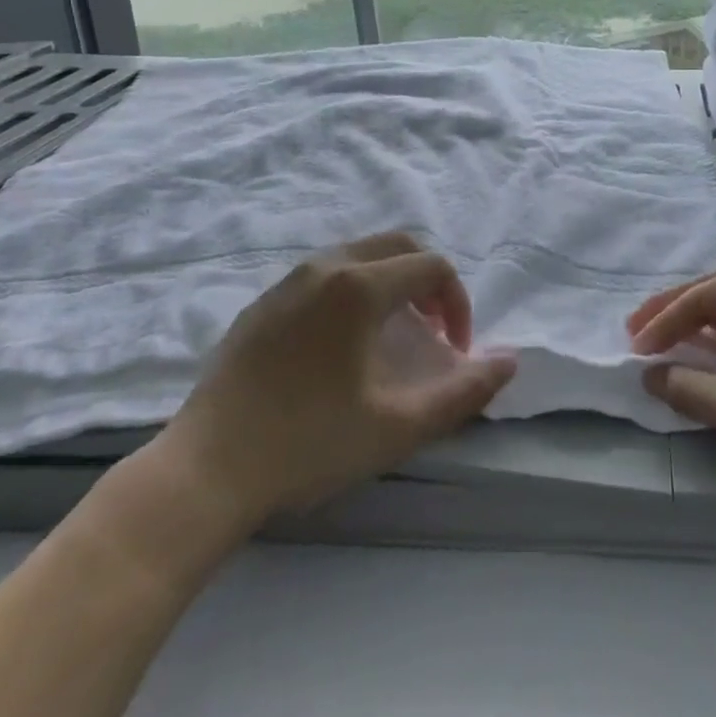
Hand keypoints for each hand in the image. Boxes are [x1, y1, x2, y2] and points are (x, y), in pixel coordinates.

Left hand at [134, 234, 514, 555]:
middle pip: (397, 245)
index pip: (432, 268)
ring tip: (392, 337)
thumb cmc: (308, 444)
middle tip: (431, 332)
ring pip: (358, 255)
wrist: (204, 470)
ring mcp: (286, 282)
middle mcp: (324, 267)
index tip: (455, 351)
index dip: (457, 304)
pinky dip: (353, 290)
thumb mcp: (398, 426)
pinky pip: (324, 275)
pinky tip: (340, 346)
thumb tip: (511, 360)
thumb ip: (463, 392)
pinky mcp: (261, 304)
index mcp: (359, 286)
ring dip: (390, 283)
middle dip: (427, 282)